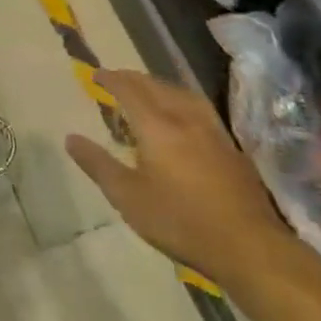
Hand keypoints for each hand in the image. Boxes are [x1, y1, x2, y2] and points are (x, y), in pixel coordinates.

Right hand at [66, 69, 291, 288]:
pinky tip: (183, 118)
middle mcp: (185, 119)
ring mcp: (213, 132)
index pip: (129, 90)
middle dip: (133, 79)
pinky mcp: (232, 148)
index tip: (95, 74)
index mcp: (156, 126)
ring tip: (149, 91)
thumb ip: (98, 165)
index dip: (111, 79)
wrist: (249, 246)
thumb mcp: (128, 197)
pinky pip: (199, 109)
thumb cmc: (180, 221)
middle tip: (117, 80)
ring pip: (182, 94)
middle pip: (156, 86)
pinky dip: (181, 102)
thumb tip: (71, 138)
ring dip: (160, 86)